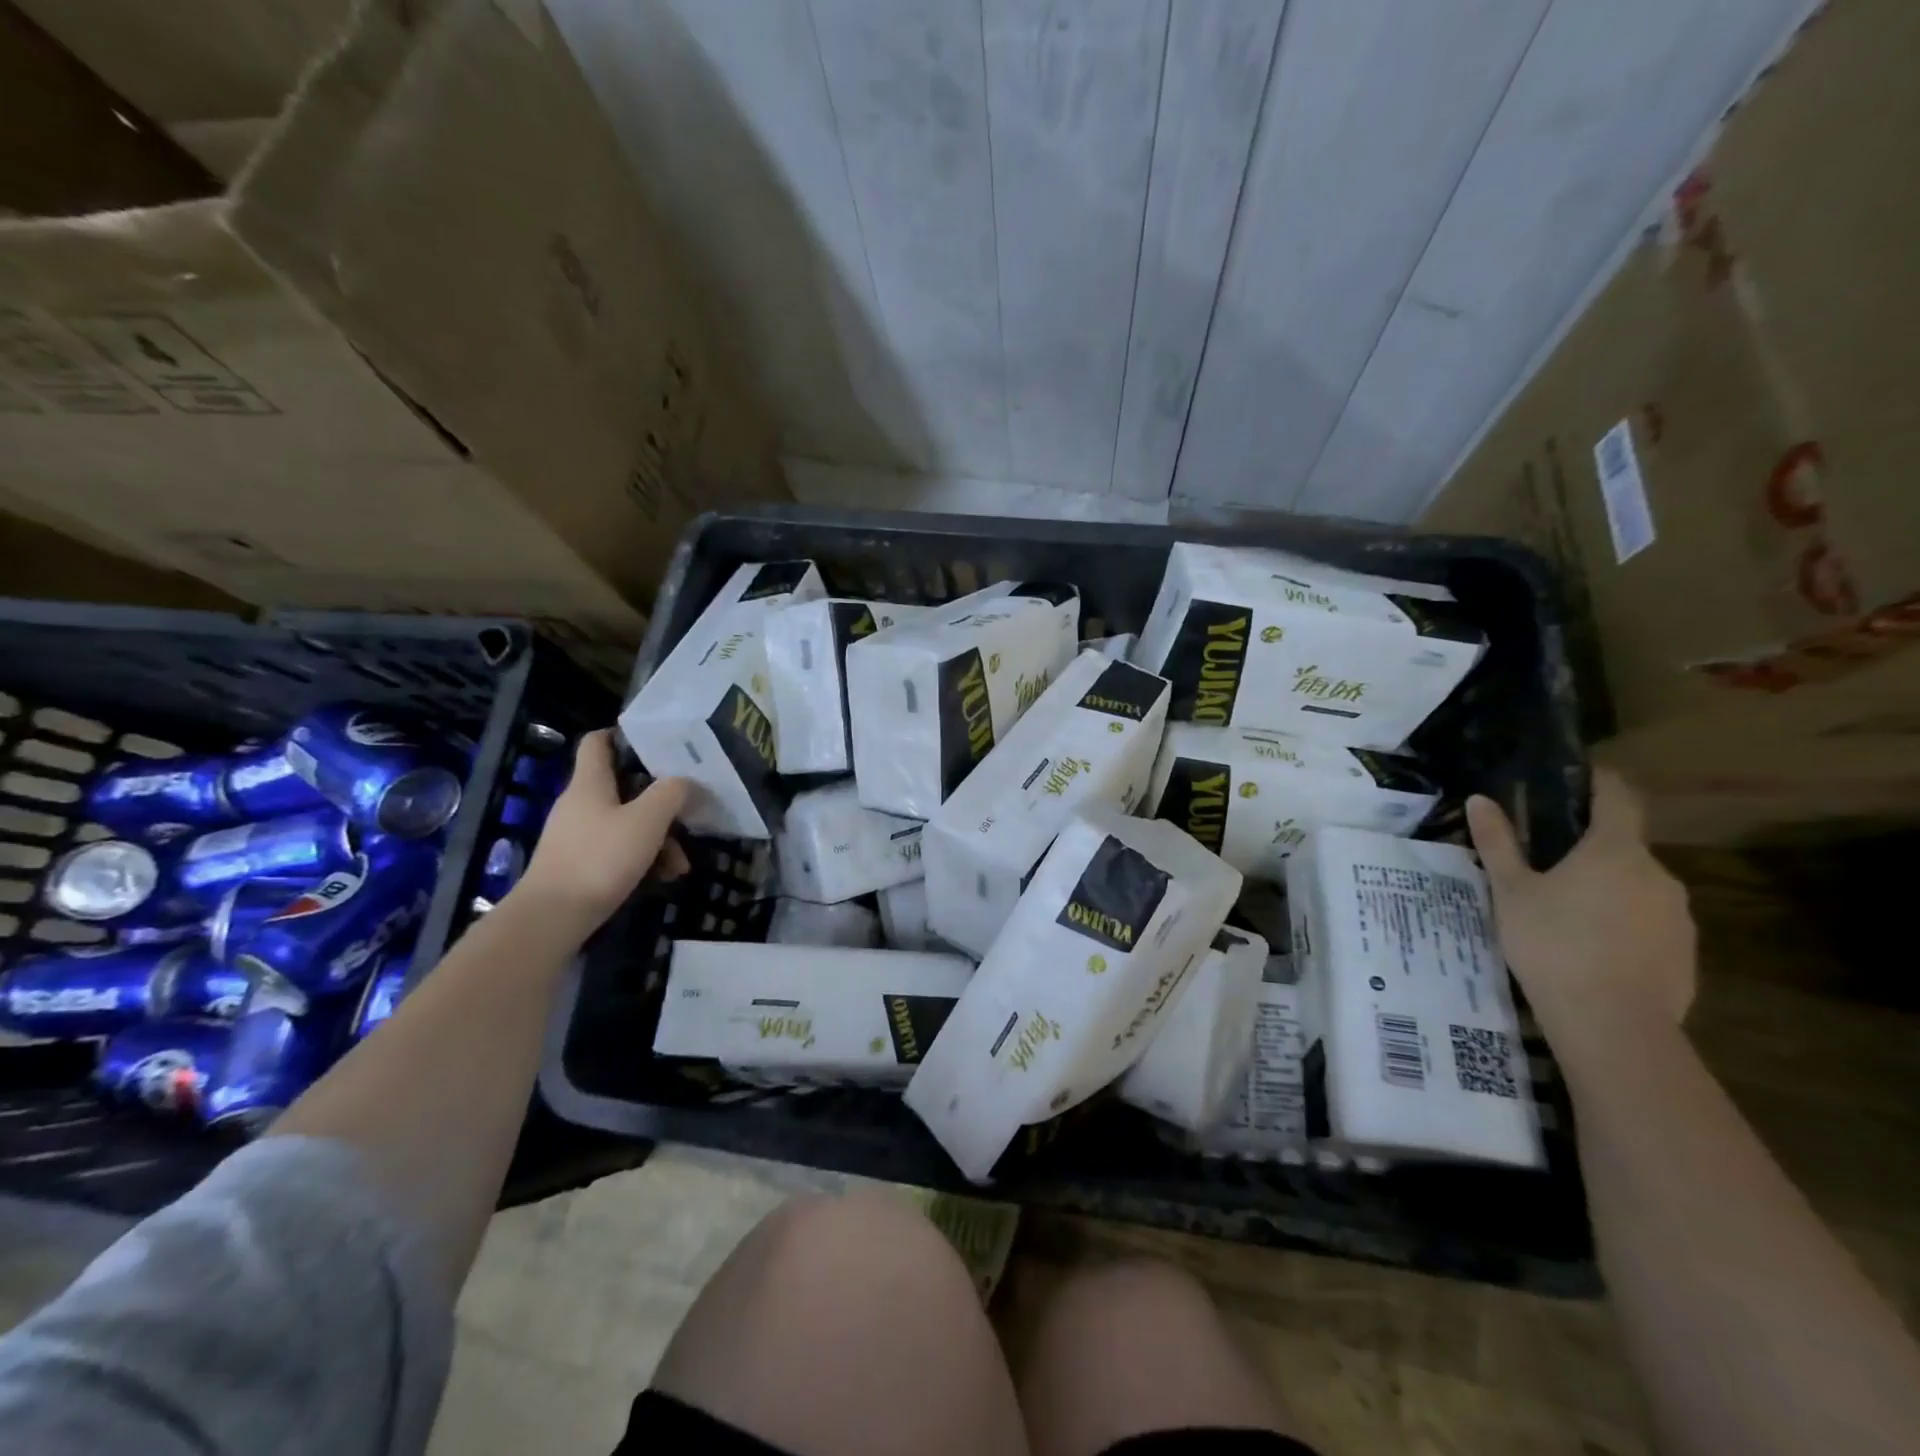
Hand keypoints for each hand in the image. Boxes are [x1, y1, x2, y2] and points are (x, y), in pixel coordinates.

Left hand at [517, 730, 689, 935]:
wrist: (552, 918)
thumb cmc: (600, 859)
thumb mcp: (647, 821)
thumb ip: (671, 793)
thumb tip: (685, 780)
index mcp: (590, 783)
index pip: (598, 741)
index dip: (625, 735)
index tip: (658, 743)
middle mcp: (580, 803)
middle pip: (624, 787)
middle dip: (660, 801)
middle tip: (687, 813)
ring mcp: (578, 835)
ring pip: (626, 823)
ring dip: (658, 838)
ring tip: (680, 865)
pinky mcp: (579, 863)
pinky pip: (618, 849)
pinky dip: (642, 858)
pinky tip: (663, 878)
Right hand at [1467, 767, 1695, 1036]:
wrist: (1612, 1023)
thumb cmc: (1552, 943)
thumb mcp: (1511, 891)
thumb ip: (1498, 844)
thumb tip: (1481, 799)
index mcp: (1615, 850)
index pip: (1619, 798)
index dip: (1601, 782)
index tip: (1580, 777)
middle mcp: (1657, 874)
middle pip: (1625, 847)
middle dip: (1591, 850)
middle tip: (1548, 866)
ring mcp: (1678, 916)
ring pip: (1637, 888)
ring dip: (1607, 890)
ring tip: (1565, 914)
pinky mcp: (1686, 953)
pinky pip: (1649, 924)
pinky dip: (1623, 925)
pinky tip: (1591, 949)